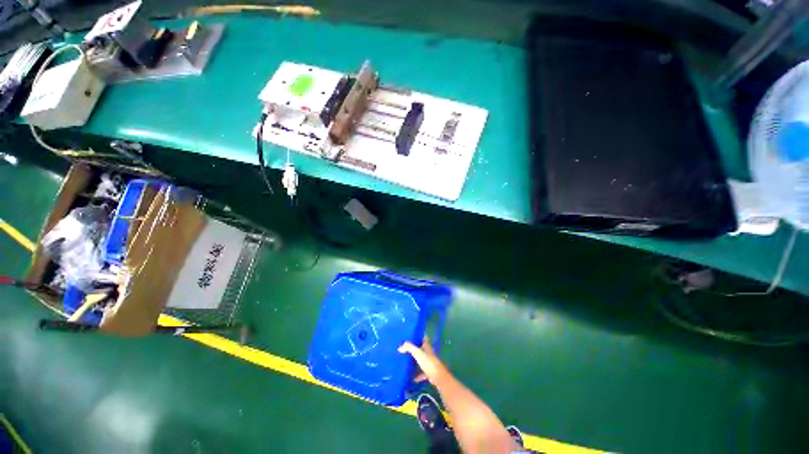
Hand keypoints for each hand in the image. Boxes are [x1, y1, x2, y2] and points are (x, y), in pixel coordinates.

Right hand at [398, 336, 448, 384]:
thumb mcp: (418, 353)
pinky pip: (421, 373)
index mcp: (427, 346)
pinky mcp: (429, 373)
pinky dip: (417, 375)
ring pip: (421, 361)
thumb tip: (399, 347)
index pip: (424, 337)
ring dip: (415, 362)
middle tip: (405, 348)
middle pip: (421, 349)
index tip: (412, 334)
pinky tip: (411, 378)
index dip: (419, 335)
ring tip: (406, 361)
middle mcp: (429, 353)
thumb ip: (409, 348)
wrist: (438, 378)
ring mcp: (430, 363)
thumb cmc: (428, 362)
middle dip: (414, 349)